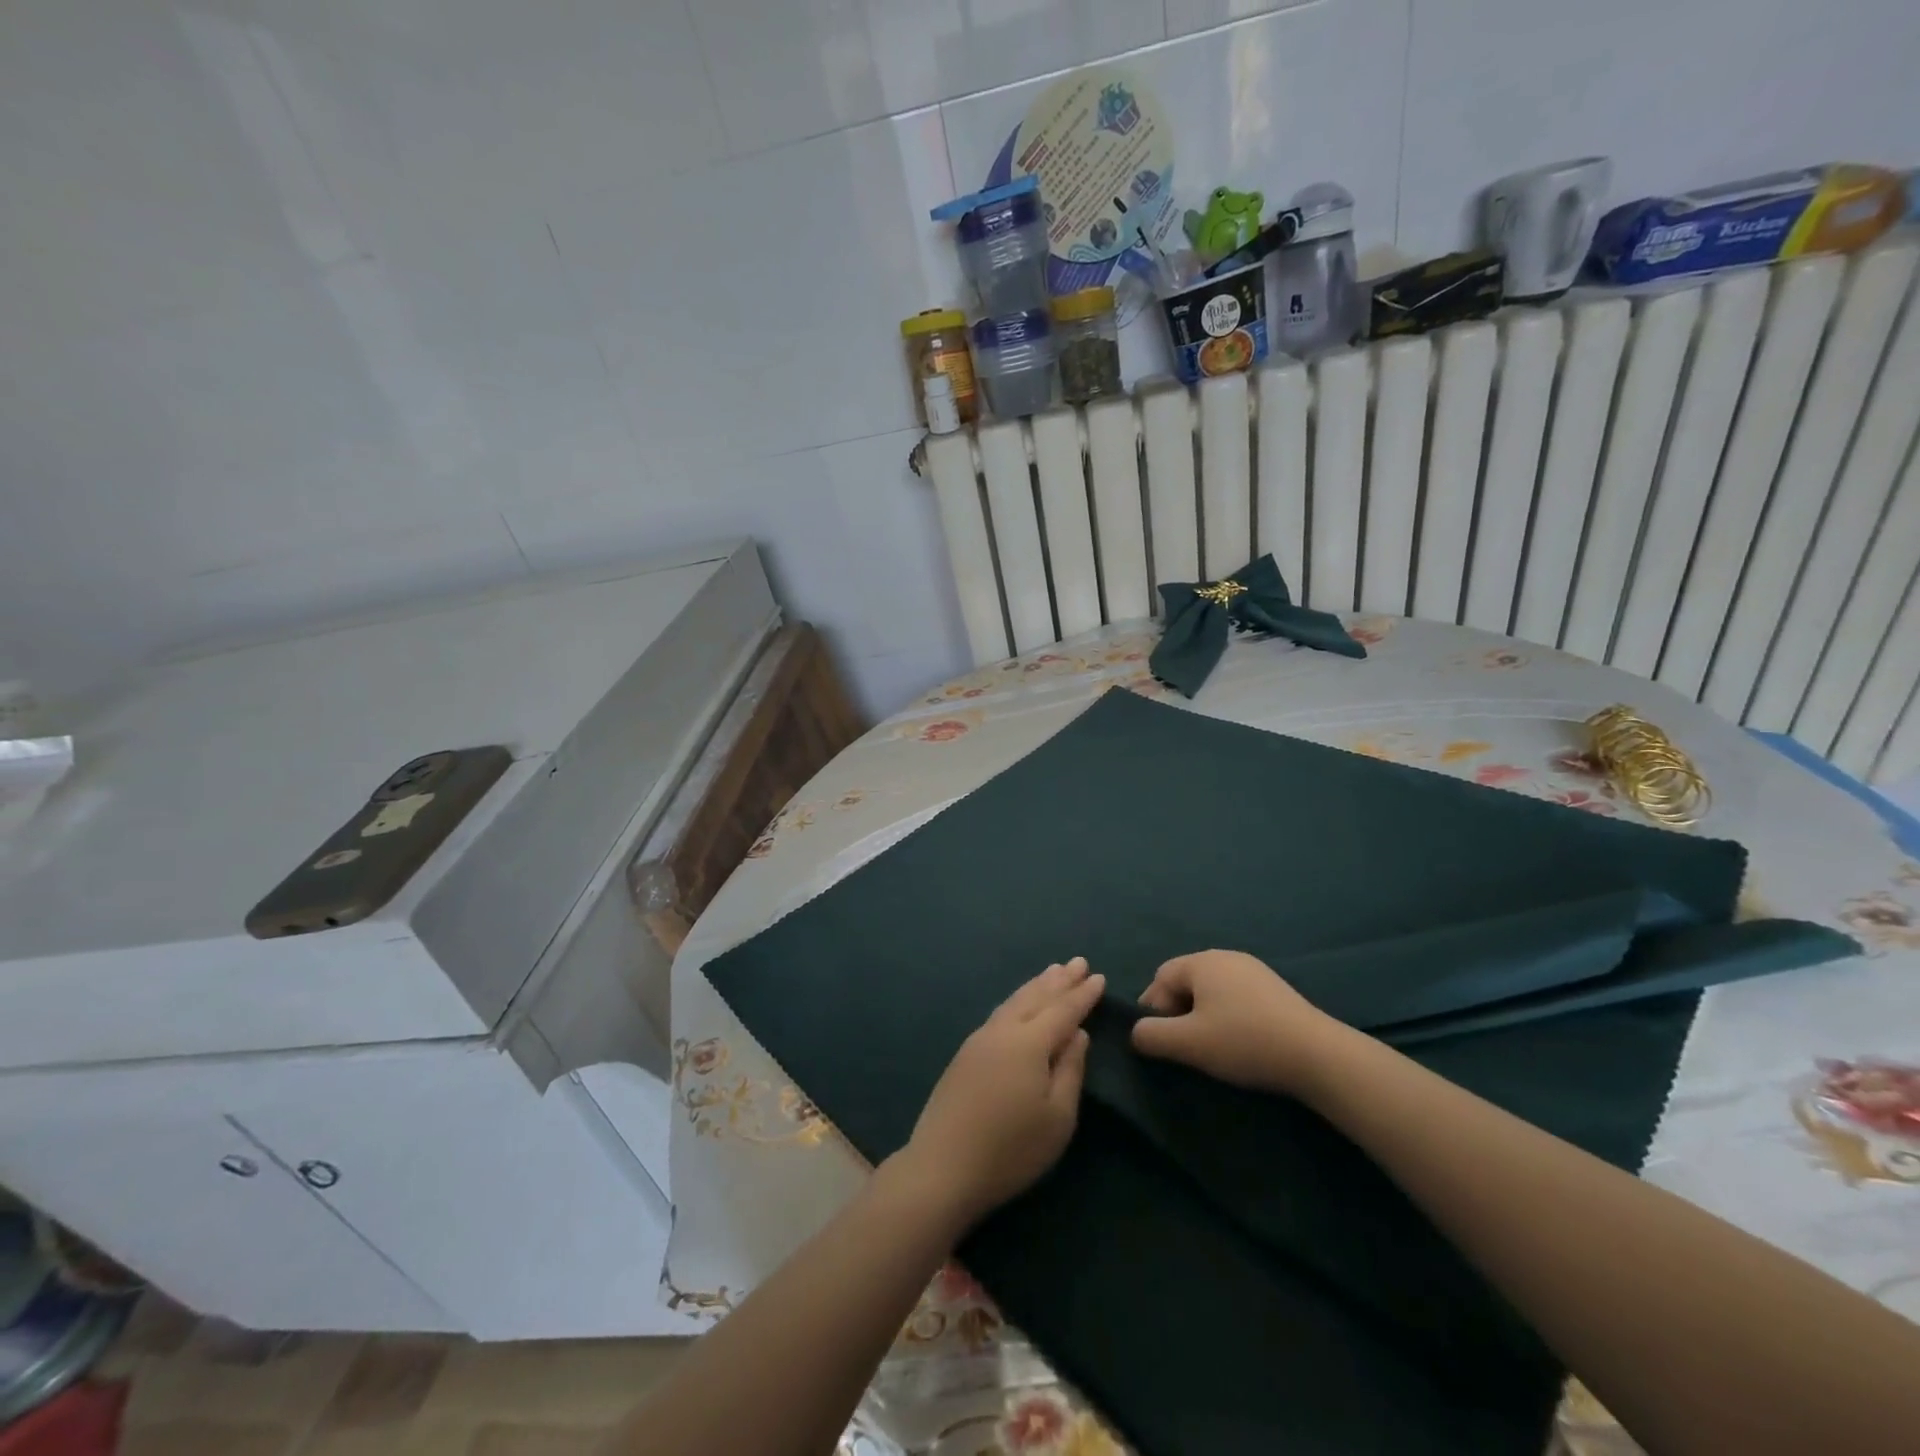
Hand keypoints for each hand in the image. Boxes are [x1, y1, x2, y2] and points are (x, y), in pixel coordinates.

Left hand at [893, 958, 1104, 1229]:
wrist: (942, 1167)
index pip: (1063, 1011)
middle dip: (1059, 980)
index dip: (1083, 995)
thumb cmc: (1010, 1149)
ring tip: (1052, 972)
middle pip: (1035, 997)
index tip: (1099, 976)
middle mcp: (1003, 1031)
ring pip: (1014, 1002)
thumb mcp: (1057, 1118)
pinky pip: (1000, 1013)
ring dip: (1036, 985)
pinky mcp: (965, 1054)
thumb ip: (1070, 1071)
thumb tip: (1077, 1034)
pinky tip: (1020, 1003)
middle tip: (1078, 962)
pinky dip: (1018, 1000)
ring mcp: (979, 1040)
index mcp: (1029, 1043)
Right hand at [1130, 949, 1344, 1095]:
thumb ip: (1151, 1035)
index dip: (1153, 1010)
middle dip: (1178, 1012)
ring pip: (1212, 990)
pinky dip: (1228, 1015)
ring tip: (1212, 1047)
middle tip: (1184, 1046)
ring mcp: (1254, 970)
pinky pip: (1236, 996)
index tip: (1162, 1043)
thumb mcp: (1188, 1044)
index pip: (1160, 978)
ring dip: (1203, 1015)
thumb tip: (1136, 1033)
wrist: (1316, 1054)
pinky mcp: (1275, 988)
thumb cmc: (1244, 1041)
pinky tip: (1240, 1041)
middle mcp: (1225, 956)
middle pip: (1186, 981)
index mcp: (1201, 962)